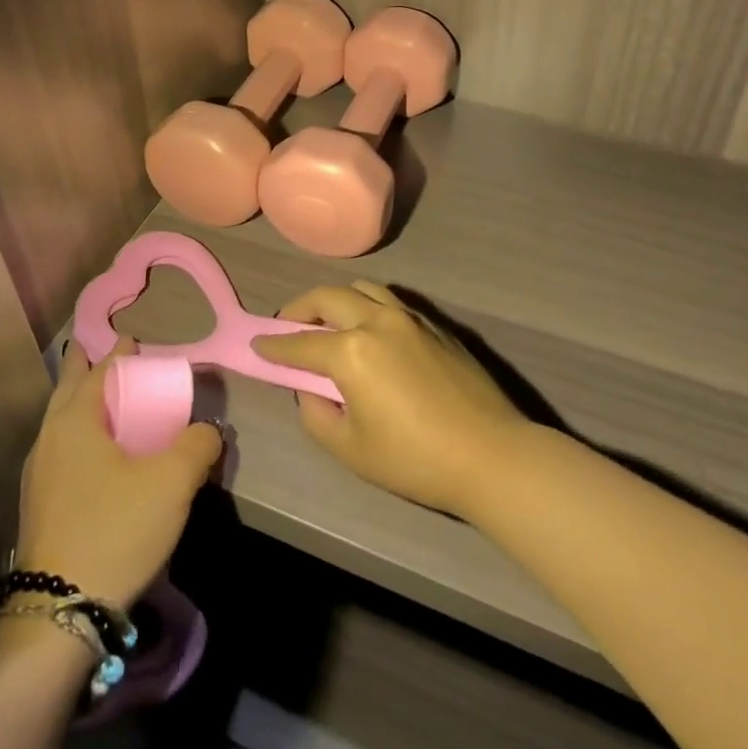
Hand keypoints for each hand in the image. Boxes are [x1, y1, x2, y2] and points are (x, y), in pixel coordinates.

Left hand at [14, 338, 222, 608]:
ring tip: (104, 401)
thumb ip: (197, 446)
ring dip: (81, 402)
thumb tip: (207, 431)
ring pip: (61, 421)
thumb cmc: (116, 529)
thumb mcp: (172, 483)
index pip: (99, 370)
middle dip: (87, 366)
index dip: (119, 353)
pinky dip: (79, 435)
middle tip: (108, 355)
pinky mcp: (39, 504)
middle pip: (69, 388)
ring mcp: (38, 473)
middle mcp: (49, 437)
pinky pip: (60, 450)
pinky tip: (95, 455)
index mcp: (75, 420)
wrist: (58, 610)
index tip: (134, 341)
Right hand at [252, 282, 528, 518]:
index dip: (274, 346)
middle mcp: (377, 321)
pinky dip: (367, 306)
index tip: (256, 344)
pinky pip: (390, 301)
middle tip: (288, 326)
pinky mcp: (435, 325)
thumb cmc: (414, 459)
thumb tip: (312, 390)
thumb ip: (317, 414)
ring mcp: (410, 318)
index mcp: (351, 352)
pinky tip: (369, 331)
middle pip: (328, 298)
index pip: (300, 344)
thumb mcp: (350, 449)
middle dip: (300, 309)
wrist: (491, 456)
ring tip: (328, 322)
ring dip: (336, 299)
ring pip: (362, 289)